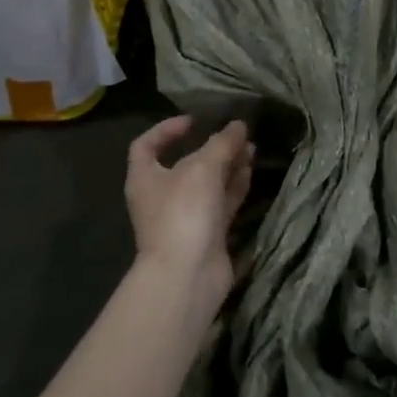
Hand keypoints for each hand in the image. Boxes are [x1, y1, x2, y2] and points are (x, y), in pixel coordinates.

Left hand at [125, 116, 254, 304]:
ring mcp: (185, 216)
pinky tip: (251, 170)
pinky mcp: (207, 233)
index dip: (166, 129)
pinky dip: (235, 185)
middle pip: (186, 163)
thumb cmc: (184, 212)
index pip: (146, 145)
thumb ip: (222, 143)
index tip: (193, 121)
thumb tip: (238, 125)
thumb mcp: (203, 168)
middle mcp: (161, 196)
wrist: (188, 276)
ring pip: (208, 183)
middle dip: (212, 147)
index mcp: (145, 177)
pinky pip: (222, 202)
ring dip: (228, 164)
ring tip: (252, 148)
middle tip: (237, 134)